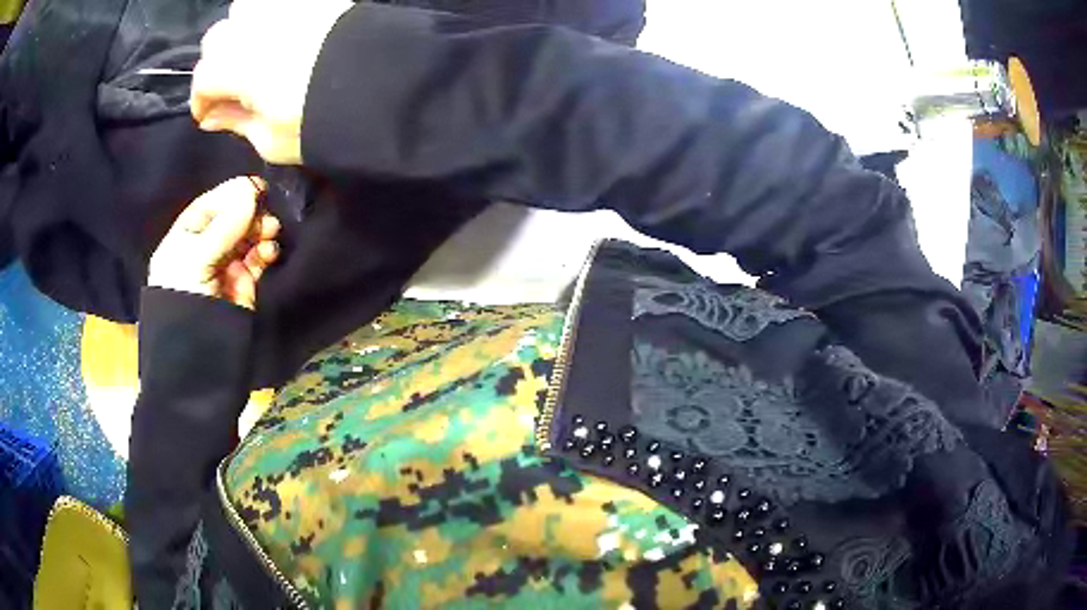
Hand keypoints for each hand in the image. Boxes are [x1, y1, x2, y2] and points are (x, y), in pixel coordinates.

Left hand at [149, 177, 280, 309]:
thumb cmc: (185, 299)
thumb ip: (224, 225)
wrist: (199, 354)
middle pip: (230, 219)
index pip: (208, 207)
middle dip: (249, 212)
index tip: (254, 186)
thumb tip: (251, 191)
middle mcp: (204, 249)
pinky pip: (258, 260)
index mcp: (184, 239)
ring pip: (247, 237)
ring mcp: (225, 266)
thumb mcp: (196, 259)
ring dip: (261, 229)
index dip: (230, 194)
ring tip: (271, 230)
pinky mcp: (244, 284)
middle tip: (266, 209)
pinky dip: (267, 251)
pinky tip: (270, 250)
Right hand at [190, 0, 352, 164]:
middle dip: (217, 62)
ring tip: (257, 52)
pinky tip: (283, 32)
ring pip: (245, 8)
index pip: (202, 78)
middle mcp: (254, 28)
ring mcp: (285, 7)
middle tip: (232, 85)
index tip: (209, 116)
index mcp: (237, 66)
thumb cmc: (323, 120)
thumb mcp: (272, 140)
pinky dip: (271, 14)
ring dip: (242, 29)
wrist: (386, 83)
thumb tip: (213, 116)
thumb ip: (237, 123)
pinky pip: (280, 0)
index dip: (201, 101)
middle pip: (217, 37)